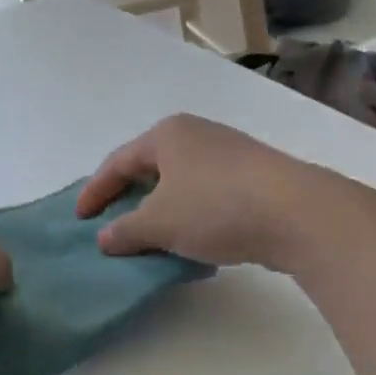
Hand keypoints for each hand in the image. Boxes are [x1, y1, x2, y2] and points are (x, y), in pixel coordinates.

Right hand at [76, 115, 354, 271]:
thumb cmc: (215, 207)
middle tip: (111, 224)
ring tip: (149, 237)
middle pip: (150, 167)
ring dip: (161, 209)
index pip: (118, 162)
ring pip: (181, 182)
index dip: (95, 191)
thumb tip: (105, 238)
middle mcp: (197, 135)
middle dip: (129, 197)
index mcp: (167, 135)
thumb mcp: (159, 223)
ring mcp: (229, 153)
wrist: (295, 212)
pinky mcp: (253, 177)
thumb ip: (125, 231)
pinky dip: (190, 214)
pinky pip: (207, 194)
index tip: (80, 219)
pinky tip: (191, 239)